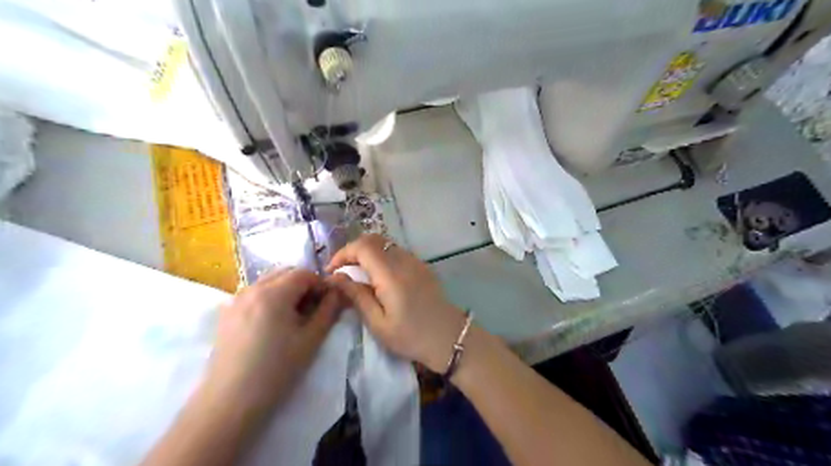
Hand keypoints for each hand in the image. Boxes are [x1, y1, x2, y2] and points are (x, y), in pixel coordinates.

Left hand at [206, 267, 346, 409]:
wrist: (230, 402)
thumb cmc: (277, 370)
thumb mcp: (311, 339)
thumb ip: (328, 310)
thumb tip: (338, 292)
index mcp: (273, 293)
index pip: (304, 273)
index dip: (320, 283)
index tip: (328, 301)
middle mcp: (252, 289)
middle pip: (285, 273)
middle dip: (304, 284)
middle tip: (313, 308)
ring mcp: (235, 300)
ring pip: (268, 282)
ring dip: (286, 290)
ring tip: (294, 316)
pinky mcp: (226, 314)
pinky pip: (254, 293)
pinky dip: (269, 297)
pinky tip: (272, 323)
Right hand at [327, 235, 465, 372]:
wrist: (449, 338)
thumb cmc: (411, 336)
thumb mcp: (378, 323)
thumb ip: (356, 296)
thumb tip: (335, 278)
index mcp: (391, 274)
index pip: (362, 246)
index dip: (343, 253)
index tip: (331, 271)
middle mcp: (404, 260)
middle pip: (374, 239)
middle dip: (353, 250)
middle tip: (341, 270)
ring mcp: (416, 261)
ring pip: (386, 244)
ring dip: (367, 252)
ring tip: (356, 273)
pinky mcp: (422, 266)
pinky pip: (397, 252)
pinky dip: (381, 257)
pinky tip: (377, 277)